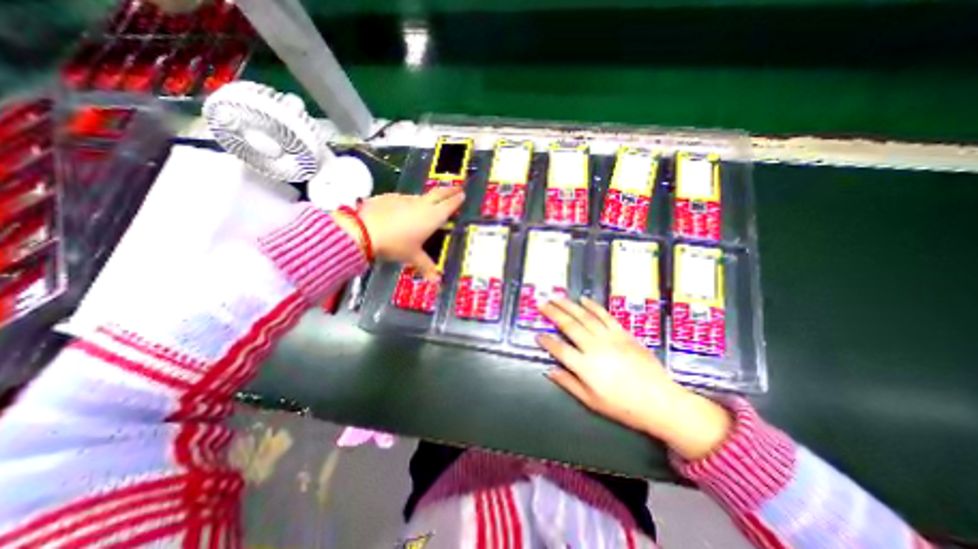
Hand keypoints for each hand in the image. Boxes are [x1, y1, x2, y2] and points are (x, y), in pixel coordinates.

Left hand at [343, 186, 465, 280]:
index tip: (462, 194)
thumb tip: (437, 281)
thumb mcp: (412, 256)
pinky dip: (408, 204)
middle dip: (449, 190)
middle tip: (457, 188)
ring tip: (428, 205)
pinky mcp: (390, 197)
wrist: (364, 231)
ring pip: (420, 197)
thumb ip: (426, 266)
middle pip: (439, 193)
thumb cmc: (395, 244)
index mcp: (432, 216)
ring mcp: (405, 199)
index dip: (457, 199)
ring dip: (427, 199)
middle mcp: (422, 204)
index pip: (449, 204)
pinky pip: (403, 200)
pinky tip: (402, 212)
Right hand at [534, 298, 733, 460]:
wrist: (661, 401)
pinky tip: (583, 300)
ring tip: (556, 297)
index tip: (537, 334)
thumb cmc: (624, 406)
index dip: (546, 341)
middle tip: (541, 303)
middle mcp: (594, 347)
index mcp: (585, 366)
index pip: (559, 349)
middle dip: (553, 313)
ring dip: (569, 305)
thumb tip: (549, 370)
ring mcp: (610, 337)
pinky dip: (593, 306)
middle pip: (569, 325)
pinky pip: (605, 315)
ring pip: (585, 316)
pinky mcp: (623, 333)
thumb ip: (568, 383)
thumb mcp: (592, 401)